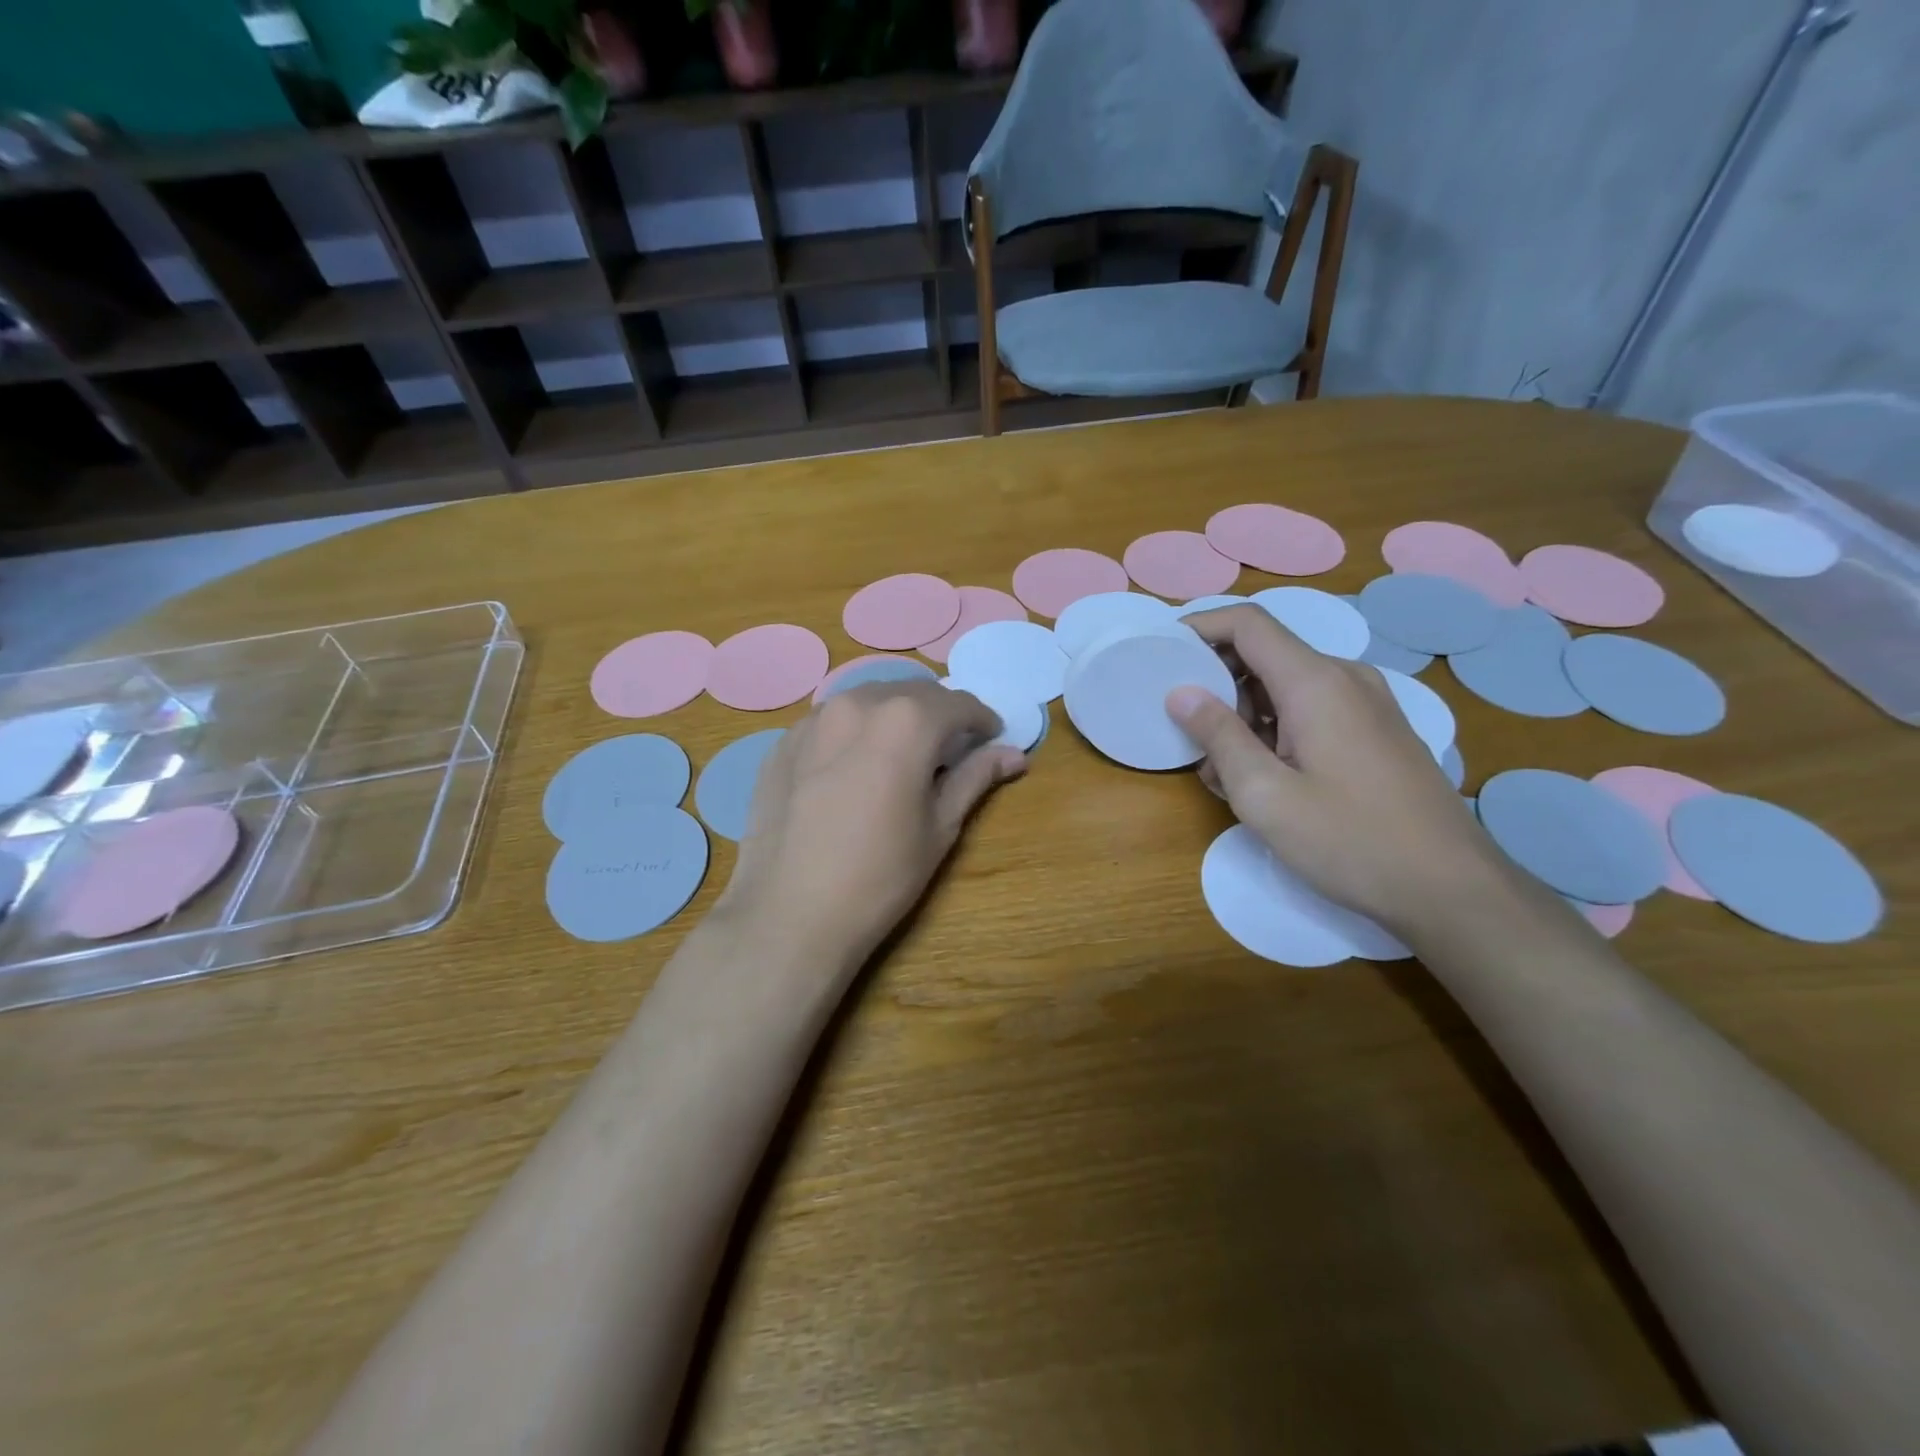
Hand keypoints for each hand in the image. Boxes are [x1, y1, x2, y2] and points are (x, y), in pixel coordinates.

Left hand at [713, 681, 1026, 977]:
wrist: (790, 914)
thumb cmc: (880, 876)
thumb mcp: (940, 827)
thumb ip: (975, 778)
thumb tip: (1014, 755)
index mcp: (905, 721)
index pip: (958, 704)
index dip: (982, 720)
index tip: (991, 739)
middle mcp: (857, 703)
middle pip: (912, 694)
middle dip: (939, 715)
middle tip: (950, 749)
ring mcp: (813, 720)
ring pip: (868, 701)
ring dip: (894, 718)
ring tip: (902, 755)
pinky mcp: (782, 743)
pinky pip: (831, 721)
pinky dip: (855, 732)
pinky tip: (854, 768)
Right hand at [1167, 606, 1507, 931]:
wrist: (1452, 888)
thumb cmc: (1351, 841)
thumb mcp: (1266, 795)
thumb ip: (1219, 736)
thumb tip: (1181, 692)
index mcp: (1316, 682)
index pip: (1247, 623)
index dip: (1200, 627)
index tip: (1162, 652)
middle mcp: (1344, 678)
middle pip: (1264, 653)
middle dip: (1217, 684)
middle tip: (1189, 734)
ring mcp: (1366, 703)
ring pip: (1284, 686)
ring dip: (1244, 714)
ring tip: (1225, 772)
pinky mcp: (1375, 730)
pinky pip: (1310, 709)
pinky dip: (1274, 729)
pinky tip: (1266, 778)